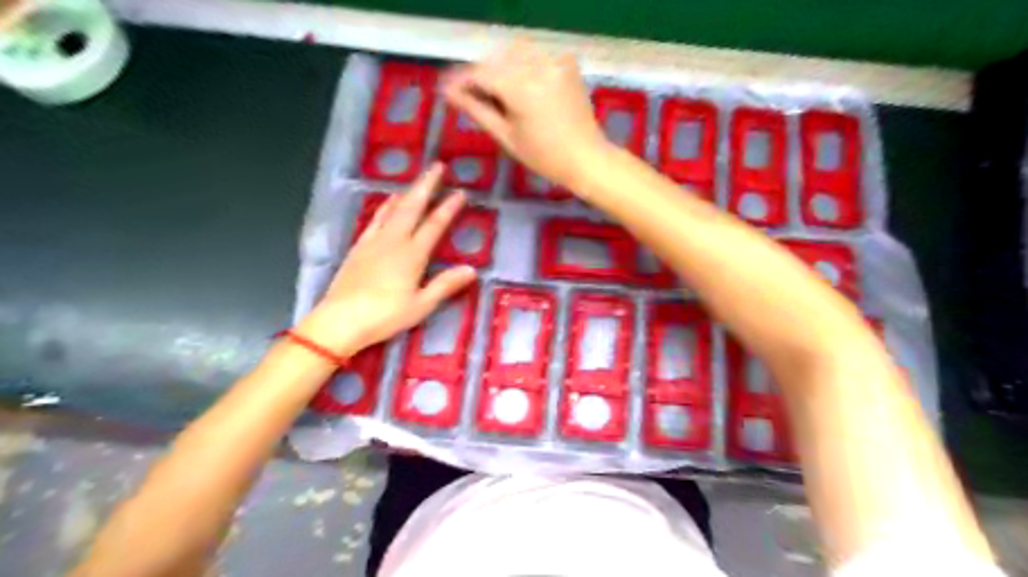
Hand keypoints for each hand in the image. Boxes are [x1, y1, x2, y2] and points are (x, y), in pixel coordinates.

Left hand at [295, 164, 474, 354]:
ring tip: (416, 181)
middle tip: (438, 166)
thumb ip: (445, 285)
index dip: (449, 208)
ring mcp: (374, 241)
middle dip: (426, 185)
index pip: (435, 225)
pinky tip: (388, 203)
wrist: (340, 320)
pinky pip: (376, 219)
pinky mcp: (359, 247)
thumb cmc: (385, 316)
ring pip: (393, 209)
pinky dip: (386, 207)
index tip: (461, 192)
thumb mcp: (421, 305)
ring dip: (407, 192)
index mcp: (412, 255)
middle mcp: (393, 241)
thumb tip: (471, 269)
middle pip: (413, 207)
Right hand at [443, 40, 608, 193]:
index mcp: (521, 88)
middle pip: (495, 59)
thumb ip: (477, 110)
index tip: (444, 89)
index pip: (481, 74)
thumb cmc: (544, 157)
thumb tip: (449, 93)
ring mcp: (554, 61)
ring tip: (492, 92)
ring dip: (498, 66)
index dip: (460, 81)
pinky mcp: (566, 62)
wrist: (586, 158)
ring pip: (514, 52)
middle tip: (468, 94)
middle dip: (479, 74)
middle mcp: (537, 66)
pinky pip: (534, 55)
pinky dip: (520, 65)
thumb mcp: (506, 136)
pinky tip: (518, 86)